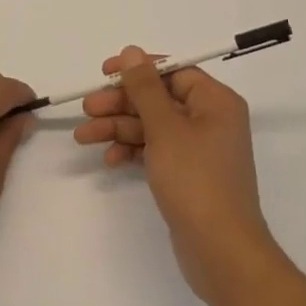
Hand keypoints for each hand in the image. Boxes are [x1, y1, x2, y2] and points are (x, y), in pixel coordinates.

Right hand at [76, 45, 281, 305]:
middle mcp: (210, 120)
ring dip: (118, 128)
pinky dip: (132, 151)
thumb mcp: (165, 128)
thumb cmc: (196, 181)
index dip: (137, 70)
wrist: (222, 254)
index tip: (104, 73)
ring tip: (84, 136)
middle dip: (121, 103)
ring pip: (152, 126)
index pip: (173, 71)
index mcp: (215, 102)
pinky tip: (109, 160)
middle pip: (158, 99)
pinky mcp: (188, 175)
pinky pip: (155, 150)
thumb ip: (144, 87)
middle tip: (87, 109)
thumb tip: (131, 51)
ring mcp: (199, 150)